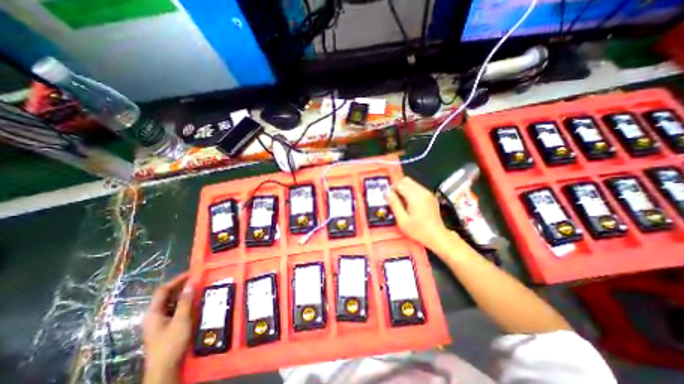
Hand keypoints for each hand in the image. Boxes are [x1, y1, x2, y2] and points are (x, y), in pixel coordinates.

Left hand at [142, 273, 192, 383]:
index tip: (192, 273)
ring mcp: (160, 322)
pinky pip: (175, 309)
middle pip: (167, 296)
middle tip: (198, 279)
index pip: (163, 290)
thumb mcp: (181, 320)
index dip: (177, 280)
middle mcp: (155, 315)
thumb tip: (191, 282)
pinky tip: (195, 302)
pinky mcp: (166, 326)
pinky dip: (185, 303)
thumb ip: (185, 301)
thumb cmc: (171, 343)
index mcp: (153, 313)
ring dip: (185, 294)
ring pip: (172, 302)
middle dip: (182, 286)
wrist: (165, 368)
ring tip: (199, 288)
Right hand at [387, 177, 455, 252]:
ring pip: (412, 182)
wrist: (437, 235)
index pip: (399, 184)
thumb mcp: (402, 220)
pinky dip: (411, 191)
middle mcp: (422, 191)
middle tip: (395, 198)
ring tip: (402, 201)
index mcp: (414, 196)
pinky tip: (410, 203)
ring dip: (405, 188)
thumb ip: (394, 204)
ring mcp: (428, 193)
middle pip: (406, 180)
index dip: (392, 189)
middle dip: (398, 187)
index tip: (389, 197)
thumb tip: (387, 193)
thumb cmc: (418, 230)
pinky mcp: (430, 196)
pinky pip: (418, 187)